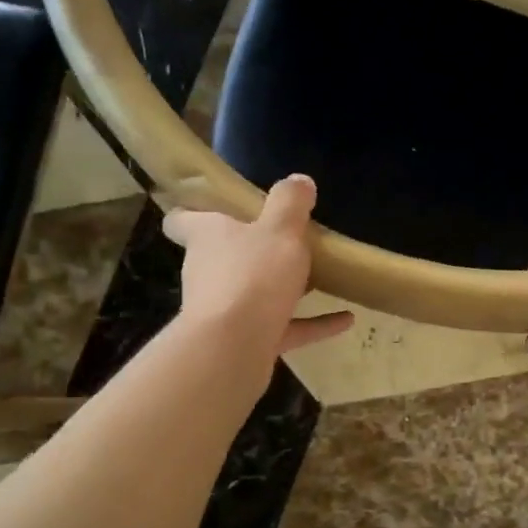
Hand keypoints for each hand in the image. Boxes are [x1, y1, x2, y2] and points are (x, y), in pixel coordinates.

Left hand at [164, 175, 353, 360]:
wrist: (234, 347)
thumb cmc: (252, 275)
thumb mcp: (280, 229)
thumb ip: (290, 203)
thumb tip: (298, 180)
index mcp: (207, 237)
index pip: (182, 220)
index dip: (193, 212)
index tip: (213, 207)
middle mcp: (208, 272)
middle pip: (222, 256)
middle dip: (250, 250)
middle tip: (286, 239)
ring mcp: (225, 311)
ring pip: (253, 293)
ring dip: (281, 288)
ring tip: (319, 278)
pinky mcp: (246, 343)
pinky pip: (283, 328)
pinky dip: (311, 324)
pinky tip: (345, 319)